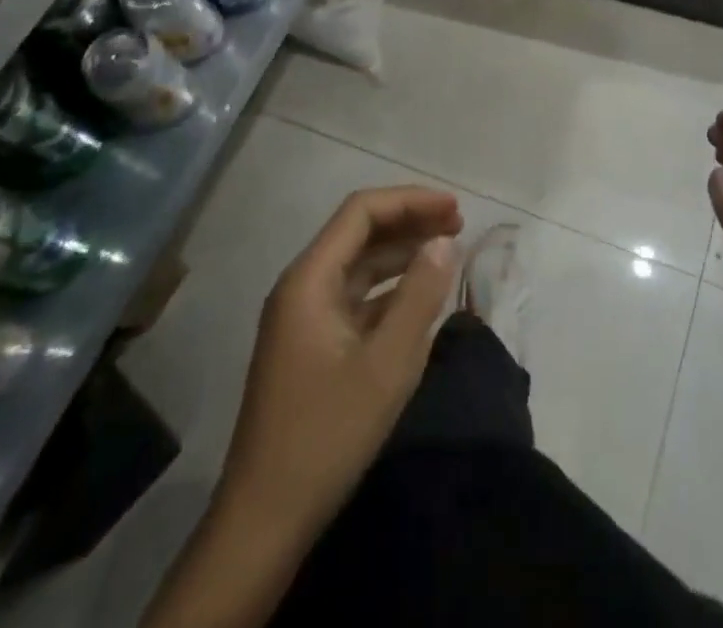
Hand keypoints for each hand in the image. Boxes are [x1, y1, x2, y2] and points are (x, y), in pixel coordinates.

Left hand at [221, 186, 462, 537]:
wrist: (264, 522)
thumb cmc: (327, 434)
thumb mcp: (387, 364)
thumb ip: (419, 295)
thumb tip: (444, 242)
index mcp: (309, 280)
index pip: (361, 212)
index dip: (411, 200)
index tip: (455, 208)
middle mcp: (302, 288)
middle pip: (359, 233)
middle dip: (410, 222)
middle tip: (459, 225)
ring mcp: (304, 319)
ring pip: (358, 265)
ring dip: (402, 253)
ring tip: (447, 252)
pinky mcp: (311, 347)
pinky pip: (355, 298)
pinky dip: (390, 288)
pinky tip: (420, 296)